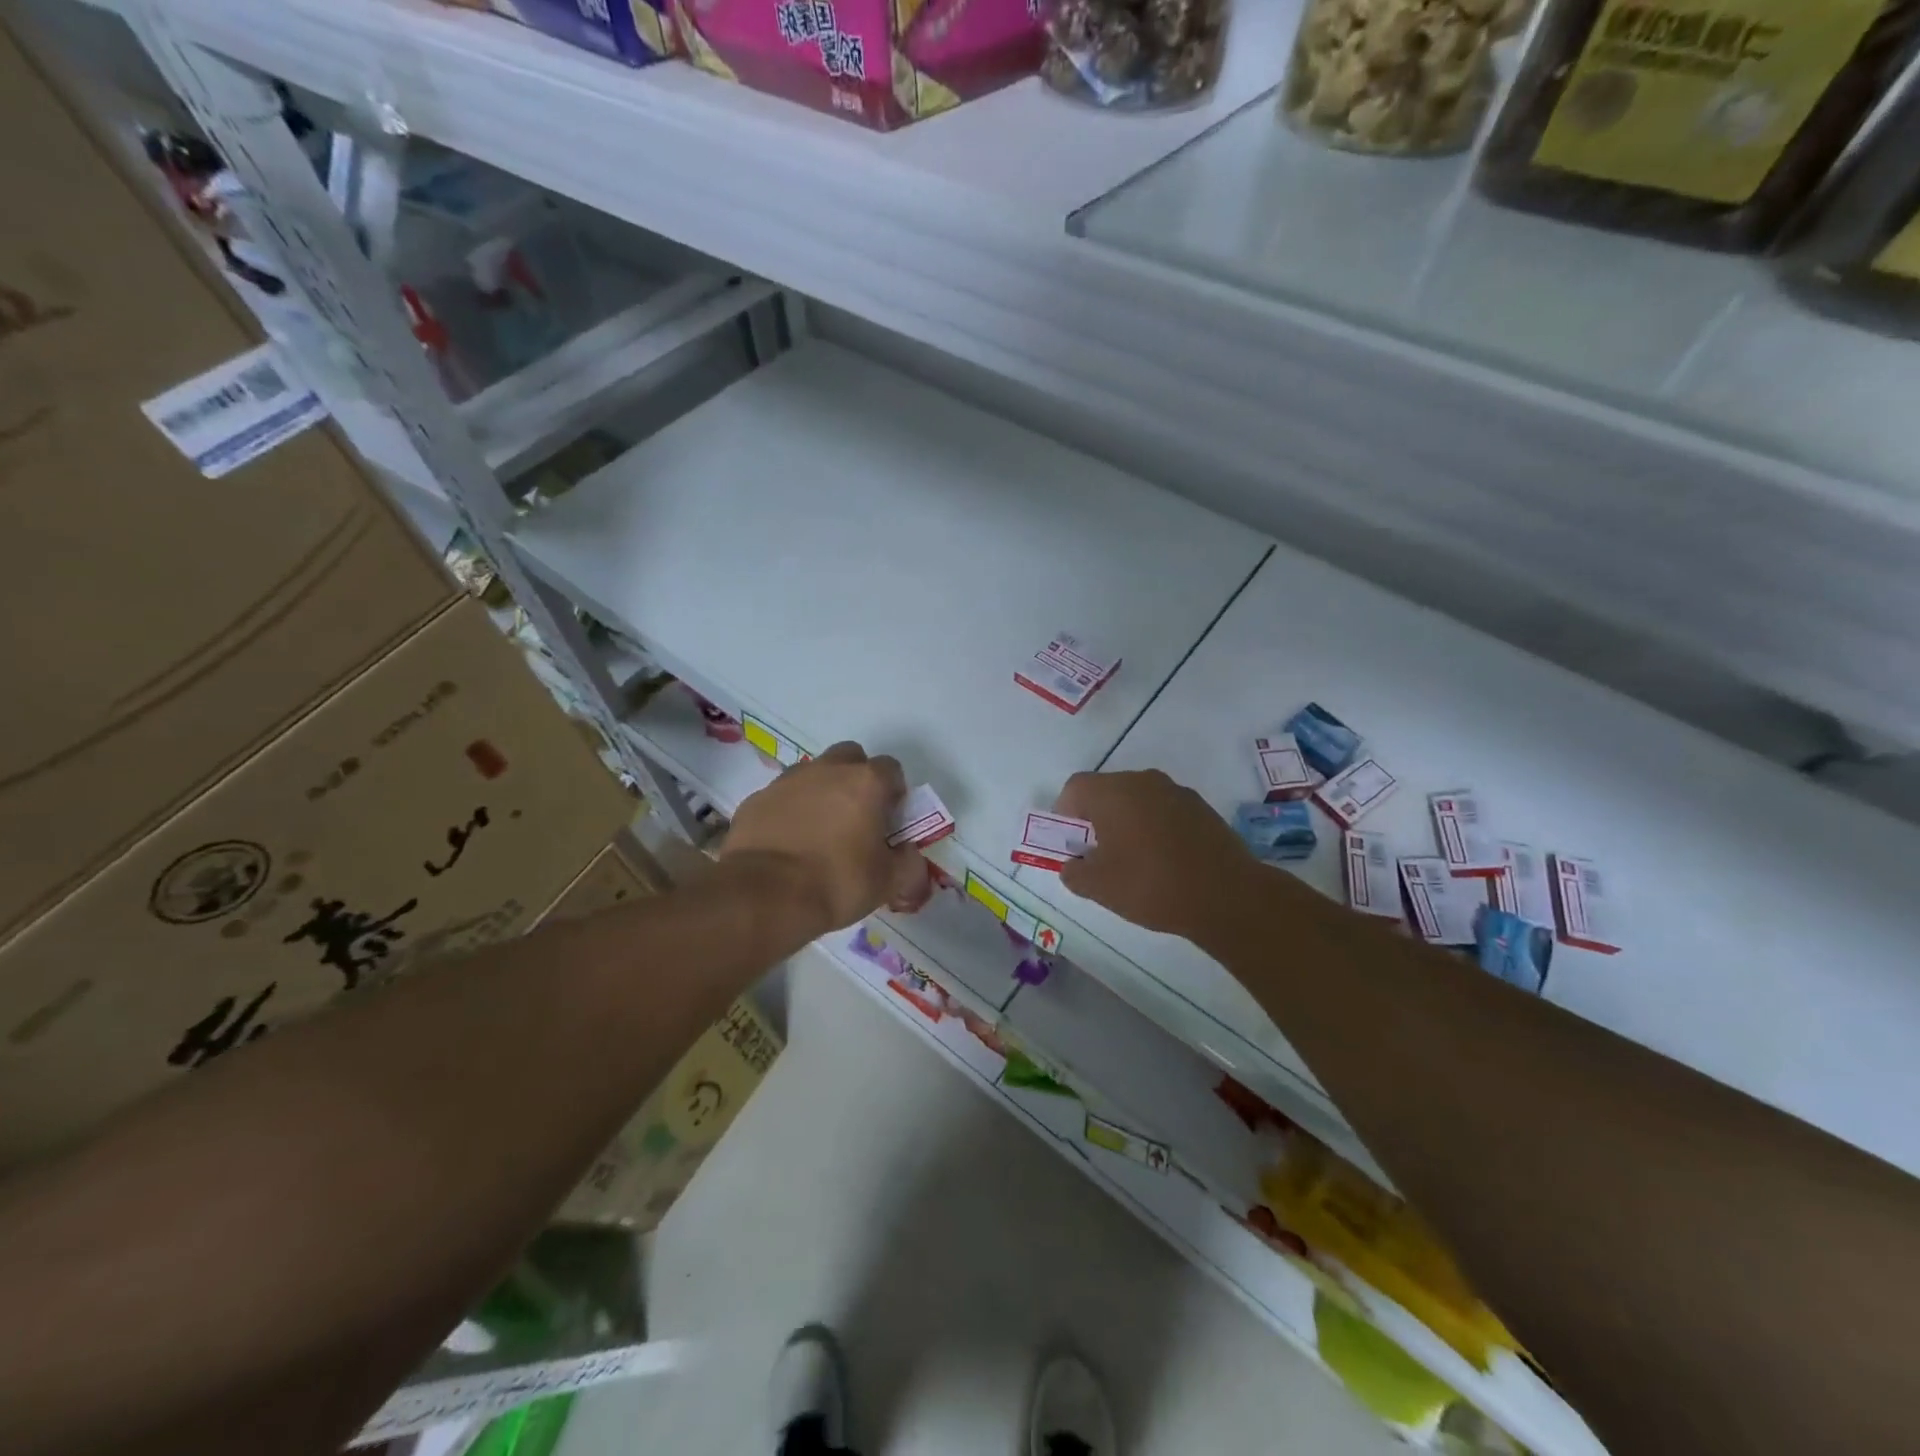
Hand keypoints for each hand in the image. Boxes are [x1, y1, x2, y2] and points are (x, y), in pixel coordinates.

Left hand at [722, 741, 925, 933]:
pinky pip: (782, 798)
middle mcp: (827, 770)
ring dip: (821, 793)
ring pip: (813, 774)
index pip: (891, 769)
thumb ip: (909, 864)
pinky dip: (789, 812)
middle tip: (857, 817)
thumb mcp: (888, 882)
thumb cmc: (836, 882)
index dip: (894, 792)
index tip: (890, 820)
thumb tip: (910, 857)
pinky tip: (788, 844)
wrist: (763, 896)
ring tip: (819, 833)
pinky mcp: (756, 800)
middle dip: (857, 779)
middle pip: (850, 758)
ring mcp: (787, 781)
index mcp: (866, 782)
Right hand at [1053, 769, 1259, 940]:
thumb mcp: (1099, 887)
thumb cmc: (1151, 885)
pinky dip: (1155, 827)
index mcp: (1112, 792)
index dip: (1065, 814)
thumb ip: (1074, 873)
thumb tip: (1072, 865)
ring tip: (1133, 860)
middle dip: (1096, 818)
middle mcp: (1143, 781)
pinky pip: (1164, 810)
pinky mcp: (1201, 807)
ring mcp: (1176, 791)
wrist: (1226, 895)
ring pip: (1137, 799)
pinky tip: (1163, 861)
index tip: (1071, 843)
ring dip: (1127, 821)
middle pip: (1107, 790)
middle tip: (1098, 854)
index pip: (1075, 788)